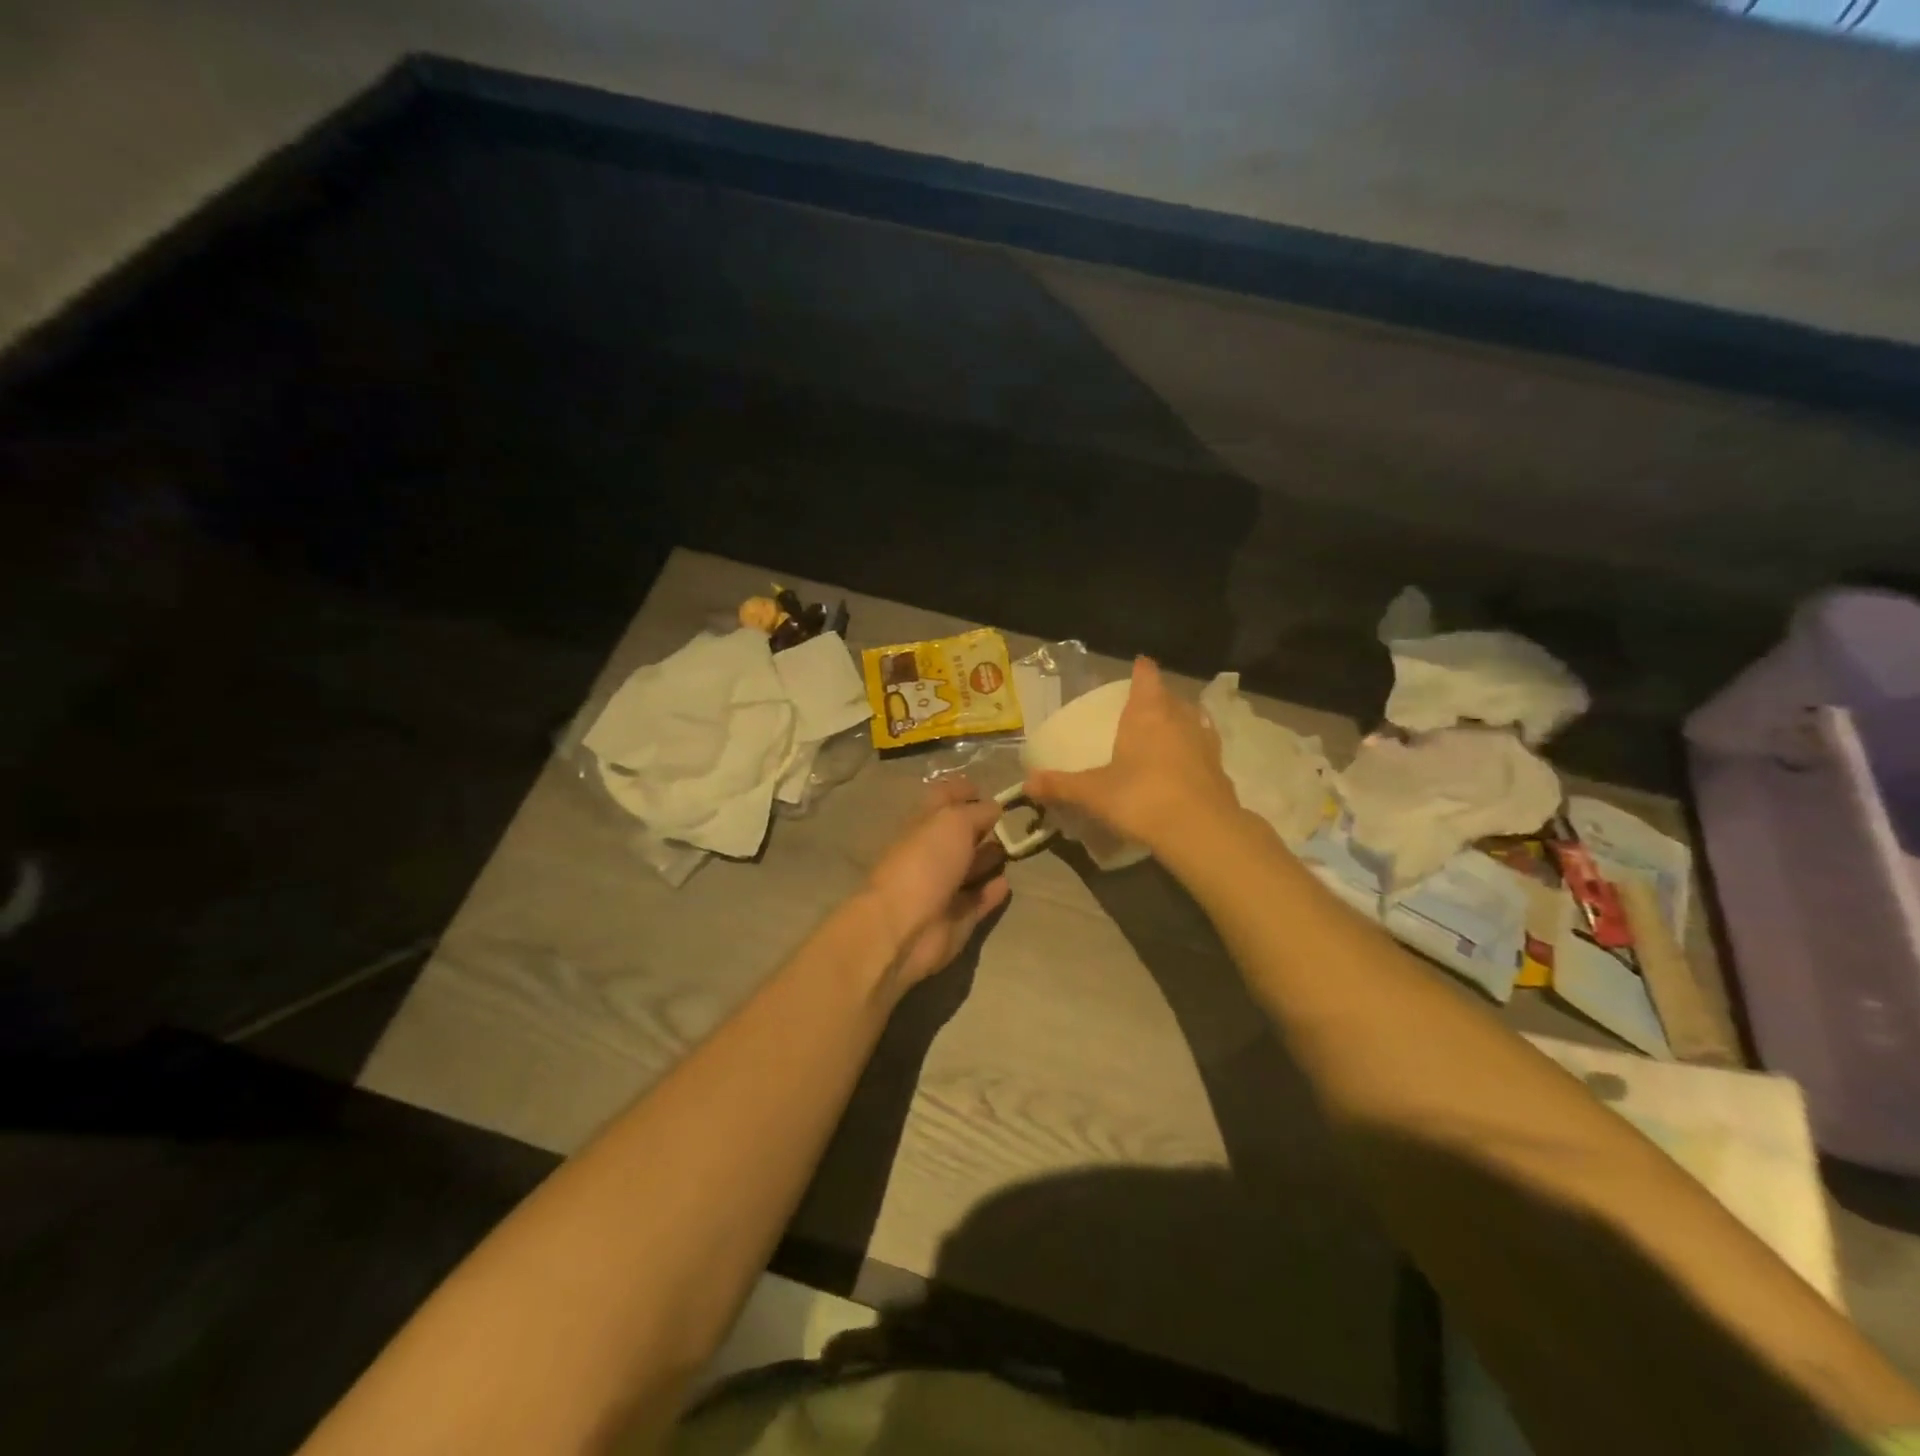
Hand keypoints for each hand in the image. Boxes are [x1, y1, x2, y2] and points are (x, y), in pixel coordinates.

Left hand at [863, 778, 1010, 990]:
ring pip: (969, 867)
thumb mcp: (953, 822)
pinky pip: (977, 900)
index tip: (988, 789)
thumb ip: (977, 812)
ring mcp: (942, 887)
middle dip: (982, 826)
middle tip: (1013, 821)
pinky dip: (991, 891)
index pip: (943, 799)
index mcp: (923, 824)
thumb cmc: (925, 862)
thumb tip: (994, 808)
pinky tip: (1006, 882)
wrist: (905, 926)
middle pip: (958, 835)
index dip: (963, 790)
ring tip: (1015, 848)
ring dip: (989, 858)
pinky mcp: (956, 918)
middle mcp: (931, 853)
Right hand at [1025, 657, 1239, 851]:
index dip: (1141, 670)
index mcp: (1148, 713)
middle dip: (1159, 699)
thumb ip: (1061, 786)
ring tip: (1167, 732)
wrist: (1201, 831)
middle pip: (1171, 697)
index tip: (1138, 666)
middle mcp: (1180, 719)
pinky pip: (1205, 750)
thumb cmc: (1141, 798)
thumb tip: (1027, 783)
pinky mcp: (1220, 770)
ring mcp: (1205, 743)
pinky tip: (1185, 766)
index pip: (1147, 677)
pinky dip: (1194, 752)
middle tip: (1143, 708)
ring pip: (1194, 720)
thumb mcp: (1093, 793)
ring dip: (1182, 722)